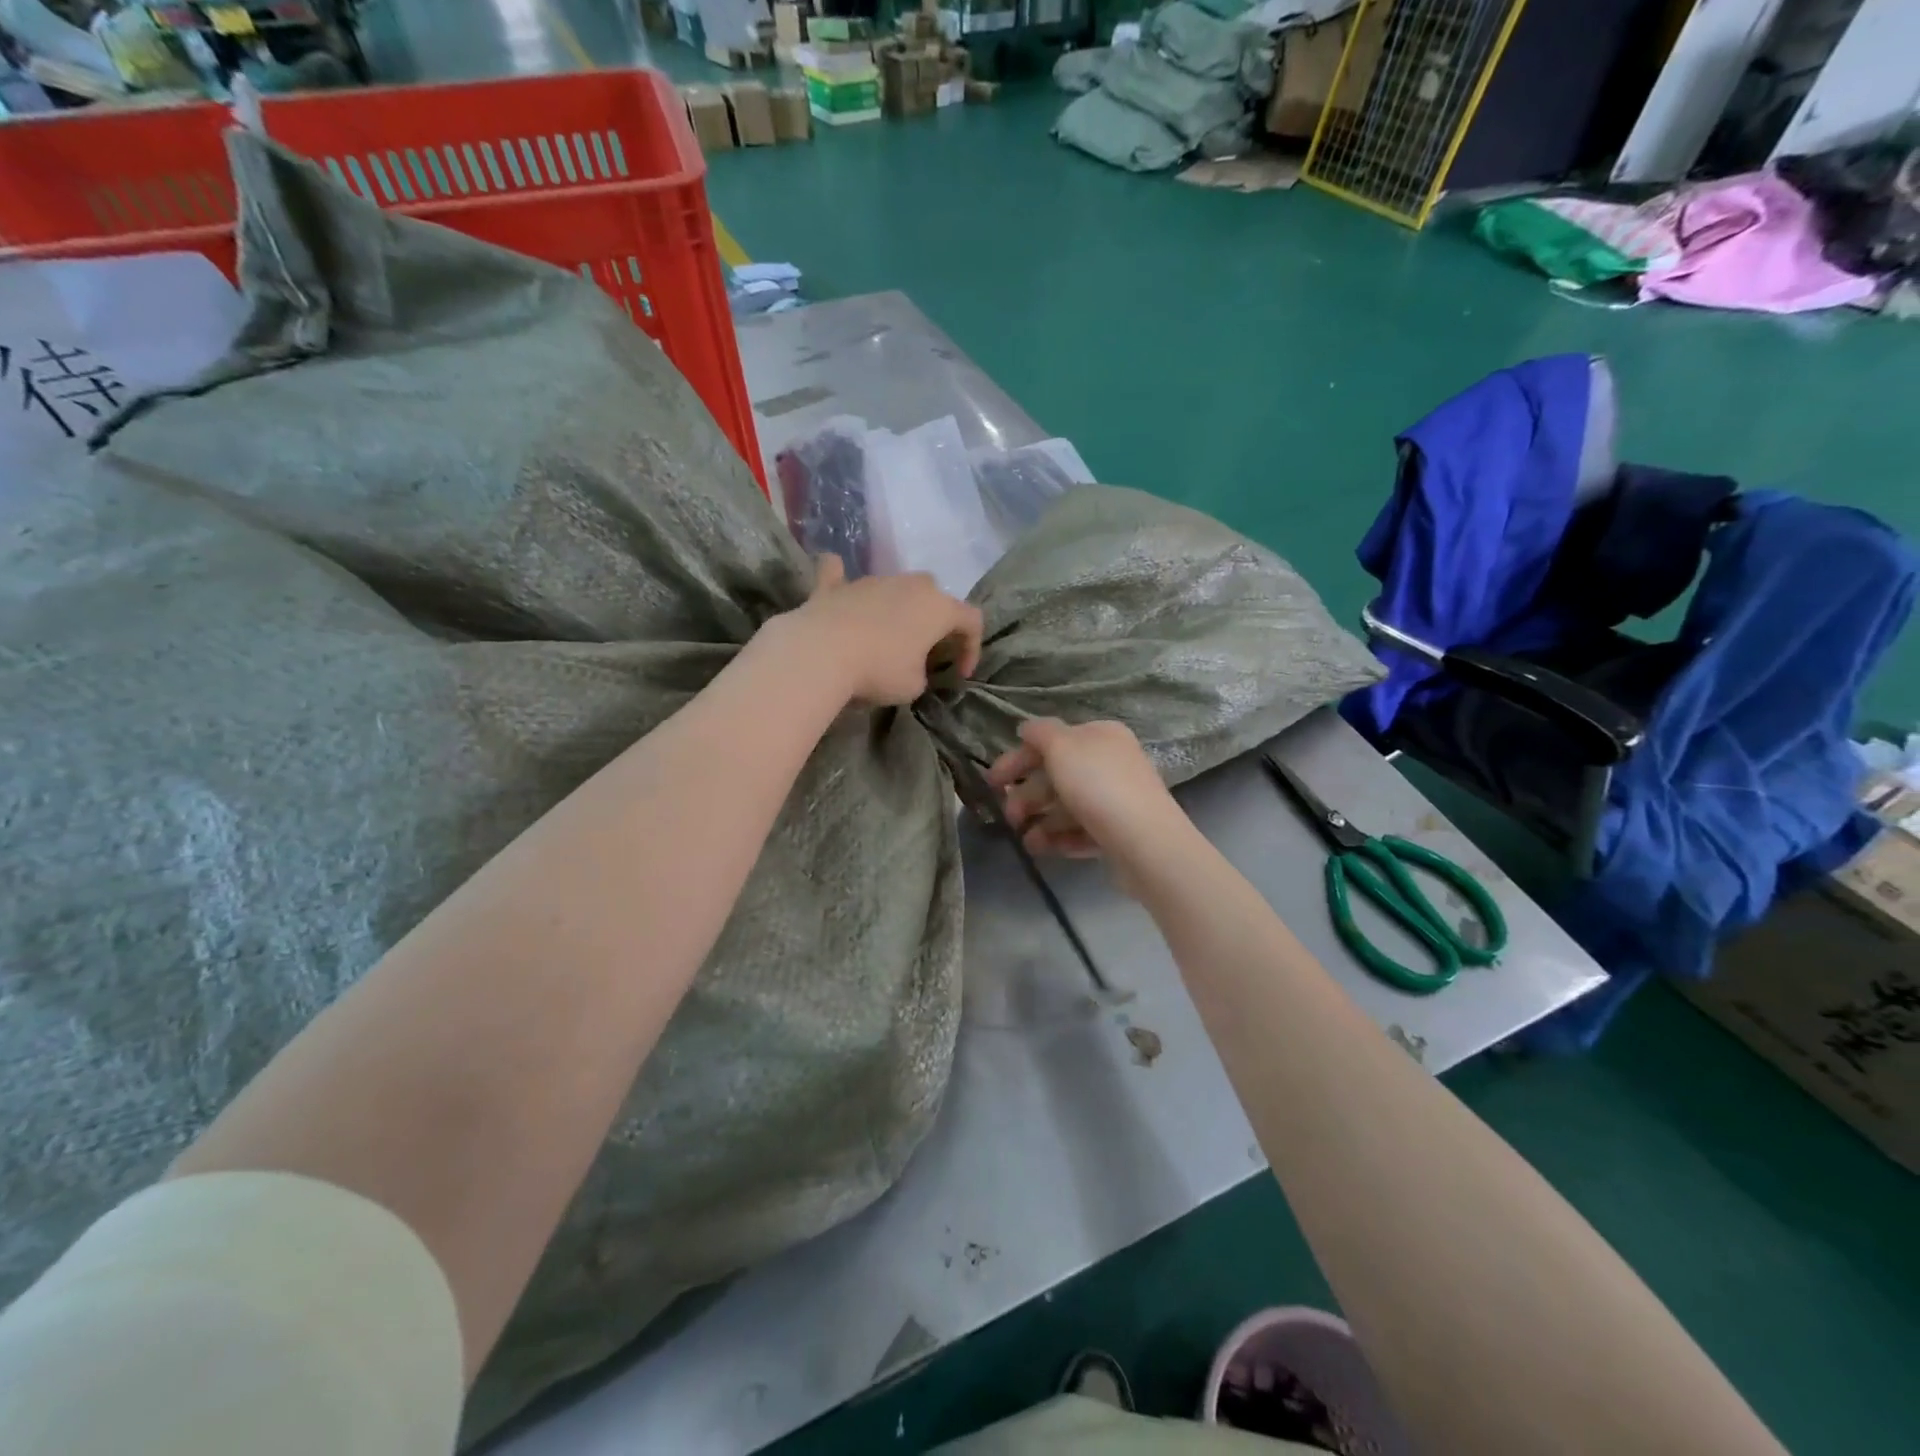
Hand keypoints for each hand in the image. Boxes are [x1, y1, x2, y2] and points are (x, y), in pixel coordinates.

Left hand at [774, 555, 983, 705]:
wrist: (821, 651)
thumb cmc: (879, 670)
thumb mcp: (914, 686)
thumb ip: (921, 672)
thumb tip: (910, 665)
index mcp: (938, 607)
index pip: (972, 620)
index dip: (972, 648)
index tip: (960, 675)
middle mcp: (910, 585)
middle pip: (934, 596)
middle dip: (935, 621)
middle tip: (926, 650)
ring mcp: (872, 581)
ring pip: (894, 588)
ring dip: (896, 609)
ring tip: (886, 639)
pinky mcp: (835, 586)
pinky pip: (840, 576)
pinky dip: (842, 580)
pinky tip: (838, 578)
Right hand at [986, 718, 1188, 875]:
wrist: (1145, 842)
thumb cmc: (1098, 785)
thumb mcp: (1062, 746)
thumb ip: (1040, 732)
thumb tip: (1026, 727)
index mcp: (1099, 736)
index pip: (1050, 741)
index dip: (1017, 758)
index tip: (992, 782)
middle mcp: (1109, 763)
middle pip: (1056, 775)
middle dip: (1027, 795)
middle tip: (1009, 816)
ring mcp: (1116, 799)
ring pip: (1067, 806)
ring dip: (1040, 821)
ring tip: (1027, 840)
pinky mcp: (1118, 832)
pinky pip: (1081, 831)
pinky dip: (1059, 838)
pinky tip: (1044, 849)